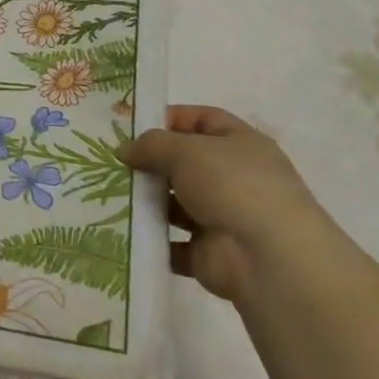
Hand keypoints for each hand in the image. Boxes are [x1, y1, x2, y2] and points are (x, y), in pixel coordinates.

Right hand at [124, 106, 328, 301]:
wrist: (268, 259)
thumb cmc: (232, 187)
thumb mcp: (186, 151)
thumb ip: (152, 145)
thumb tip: (125, 150)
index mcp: (241, 145)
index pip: (203, 120)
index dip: (170, 119)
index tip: (132, 128)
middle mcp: (235, 179)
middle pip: (185, 164)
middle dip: (151, 163)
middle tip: (112, 164)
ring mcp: (223, 217)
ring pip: (176, 205)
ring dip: (147, 202)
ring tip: (110, 196)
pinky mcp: (209, 253)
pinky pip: (172, 243)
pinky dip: (152, 239)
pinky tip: (124, 230)